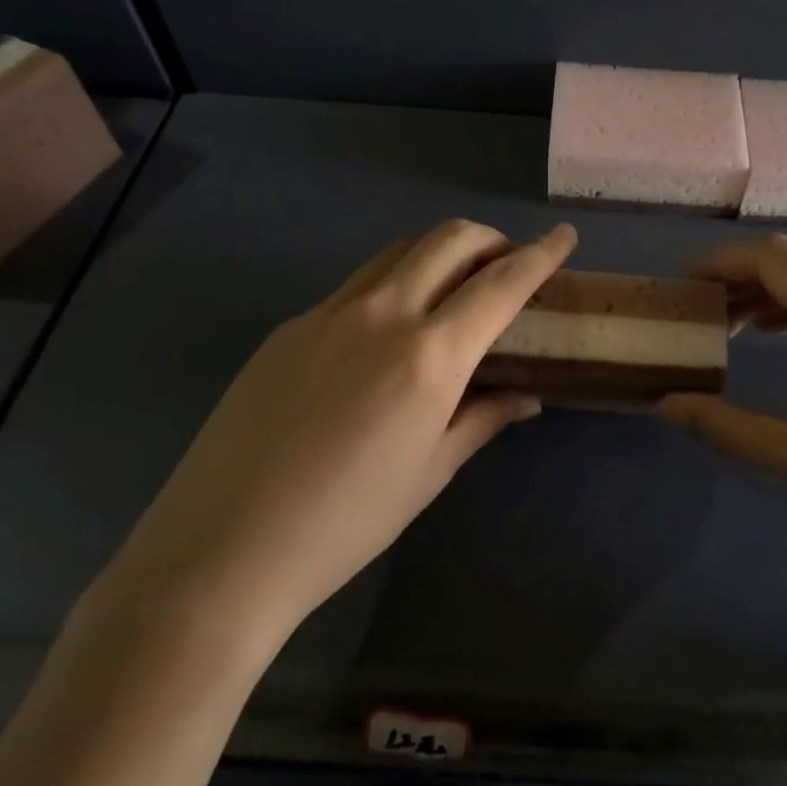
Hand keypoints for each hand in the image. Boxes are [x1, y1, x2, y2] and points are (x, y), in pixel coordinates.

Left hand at [83, 220, 578, 666]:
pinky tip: (388, 331)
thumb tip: (526, 395)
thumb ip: (483, 419)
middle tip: (507, 266)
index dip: (541, 255)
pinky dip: (393, 283)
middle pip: (448, 239)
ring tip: (453, 287)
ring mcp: (328, 313)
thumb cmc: (345, 524)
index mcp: (428, 356)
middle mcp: (382, 314)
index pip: (500, 284)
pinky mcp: (291, 326)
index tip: (565, 236)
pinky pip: (357, 284)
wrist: (221, 549)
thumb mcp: (430, 473)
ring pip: (399, 251)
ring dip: (440, 252)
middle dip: (490, 239)